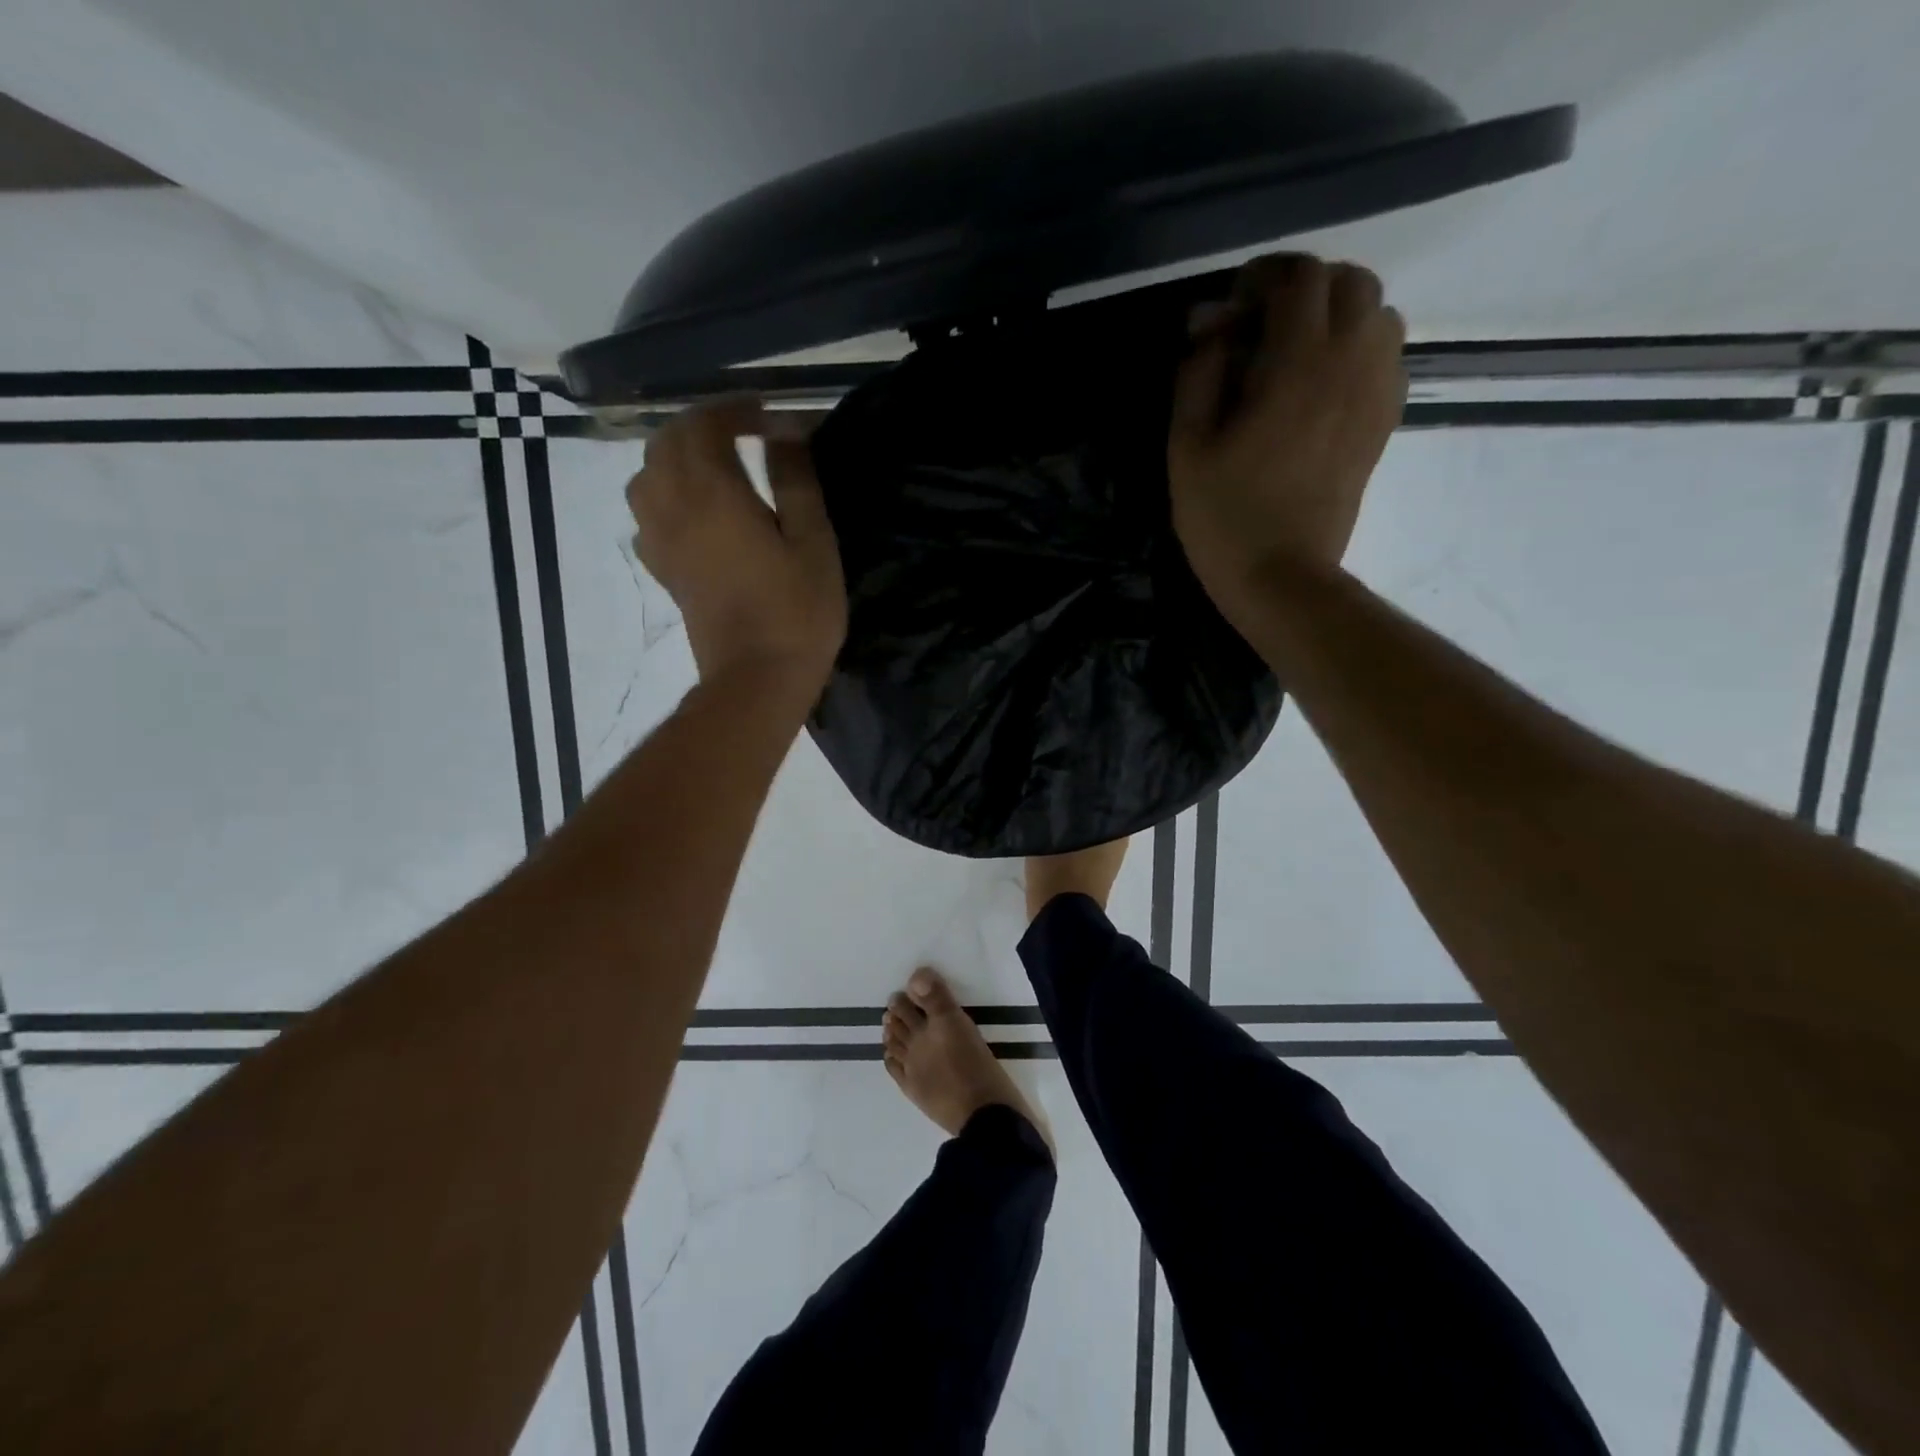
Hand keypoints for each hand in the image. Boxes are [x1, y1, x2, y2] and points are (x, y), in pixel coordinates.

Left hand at [627, 398, 846, 692]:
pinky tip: (692, 511)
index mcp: (713, 494)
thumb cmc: (797, 611)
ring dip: (674, 457)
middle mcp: (675, 508)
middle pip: (666, 443)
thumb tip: (786, 429)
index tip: (767, 413)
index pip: (706, 425)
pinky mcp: (663, 571)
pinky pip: (646, 517)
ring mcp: (662, 541)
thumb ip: (795, 480)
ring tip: (712, 464)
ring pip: (646, 477)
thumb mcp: (812, 541)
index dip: (734, 410)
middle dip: (700, 425)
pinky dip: (663, 497)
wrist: (757, 679)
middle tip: (741, 431)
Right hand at [1167, 254, 1406, 626]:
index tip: (1233, 306)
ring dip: (1339, 316)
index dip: (1263, 276)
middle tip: (1264, 324)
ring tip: (1296, 352)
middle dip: (1306, 288)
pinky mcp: (1383, 422)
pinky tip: (1322, 385)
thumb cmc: (1223, 515)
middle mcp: (1350, 363)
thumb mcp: (1187, 446)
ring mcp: (1375, 393)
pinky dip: (1359, 350)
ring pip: (1379, 315)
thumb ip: (1197, 373)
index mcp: (1297, 363)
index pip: (1299, 277)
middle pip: (1352, 282)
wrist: (1281, 576)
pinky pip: (1388, 357)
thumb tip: (1210, 324)